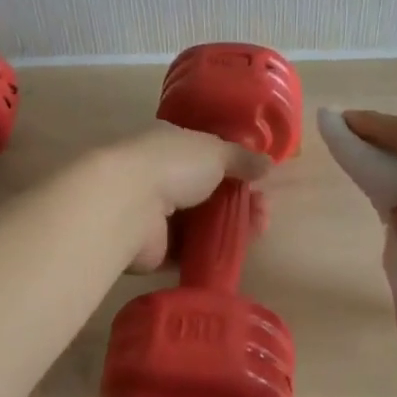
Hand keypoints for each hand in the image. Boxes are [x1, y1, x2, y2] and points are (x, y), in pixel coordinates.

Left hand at [92, 124, 271, 271]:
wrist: (127, 205)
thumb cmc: (172, 165)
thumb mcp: (216, 151)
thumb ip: (242, 158)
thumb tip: (268, 164)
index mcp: (170, 144)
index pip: (206, 154)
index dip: (235, 166)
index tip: (260, 179)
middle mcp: (160, 176)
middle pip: (207, 191)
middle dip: (239, 199)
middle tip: (264, 209)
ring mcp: (155, 214)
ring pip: (201, 222)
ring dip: (232, 225)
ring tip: (259, 229)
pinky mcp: (154, 249)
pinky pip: (190, 251)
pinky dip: (213, 251)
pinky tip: (237, 251)